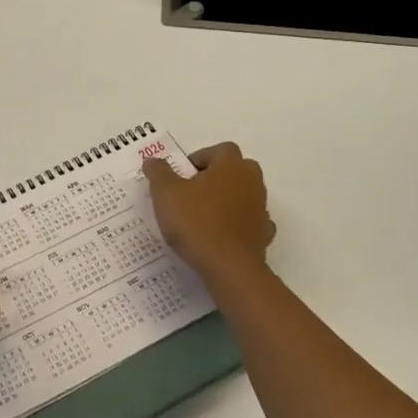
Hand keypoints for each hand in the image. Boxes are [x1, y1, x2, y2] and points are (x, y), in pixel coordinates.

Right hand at [143, 142, 275, 281]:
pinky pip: (250, 222)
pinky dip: (237, 225)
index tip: (182, 176)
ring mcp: (261, 209)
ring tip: (202, 217)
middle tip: (191, 193)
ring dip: (226, 200)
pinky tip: (220, 236)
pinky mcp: (264, 234)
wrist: (229, 268)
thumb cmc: (196, 222)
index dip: (200, 158)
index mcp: (231, 165)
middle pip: (235, 170)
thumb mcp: (166, 193)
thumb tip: (153, 160)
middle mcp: (252, 181)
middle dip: (216, 177)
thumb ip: (159, 172)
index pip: (220, 149)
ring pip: (243, 195)